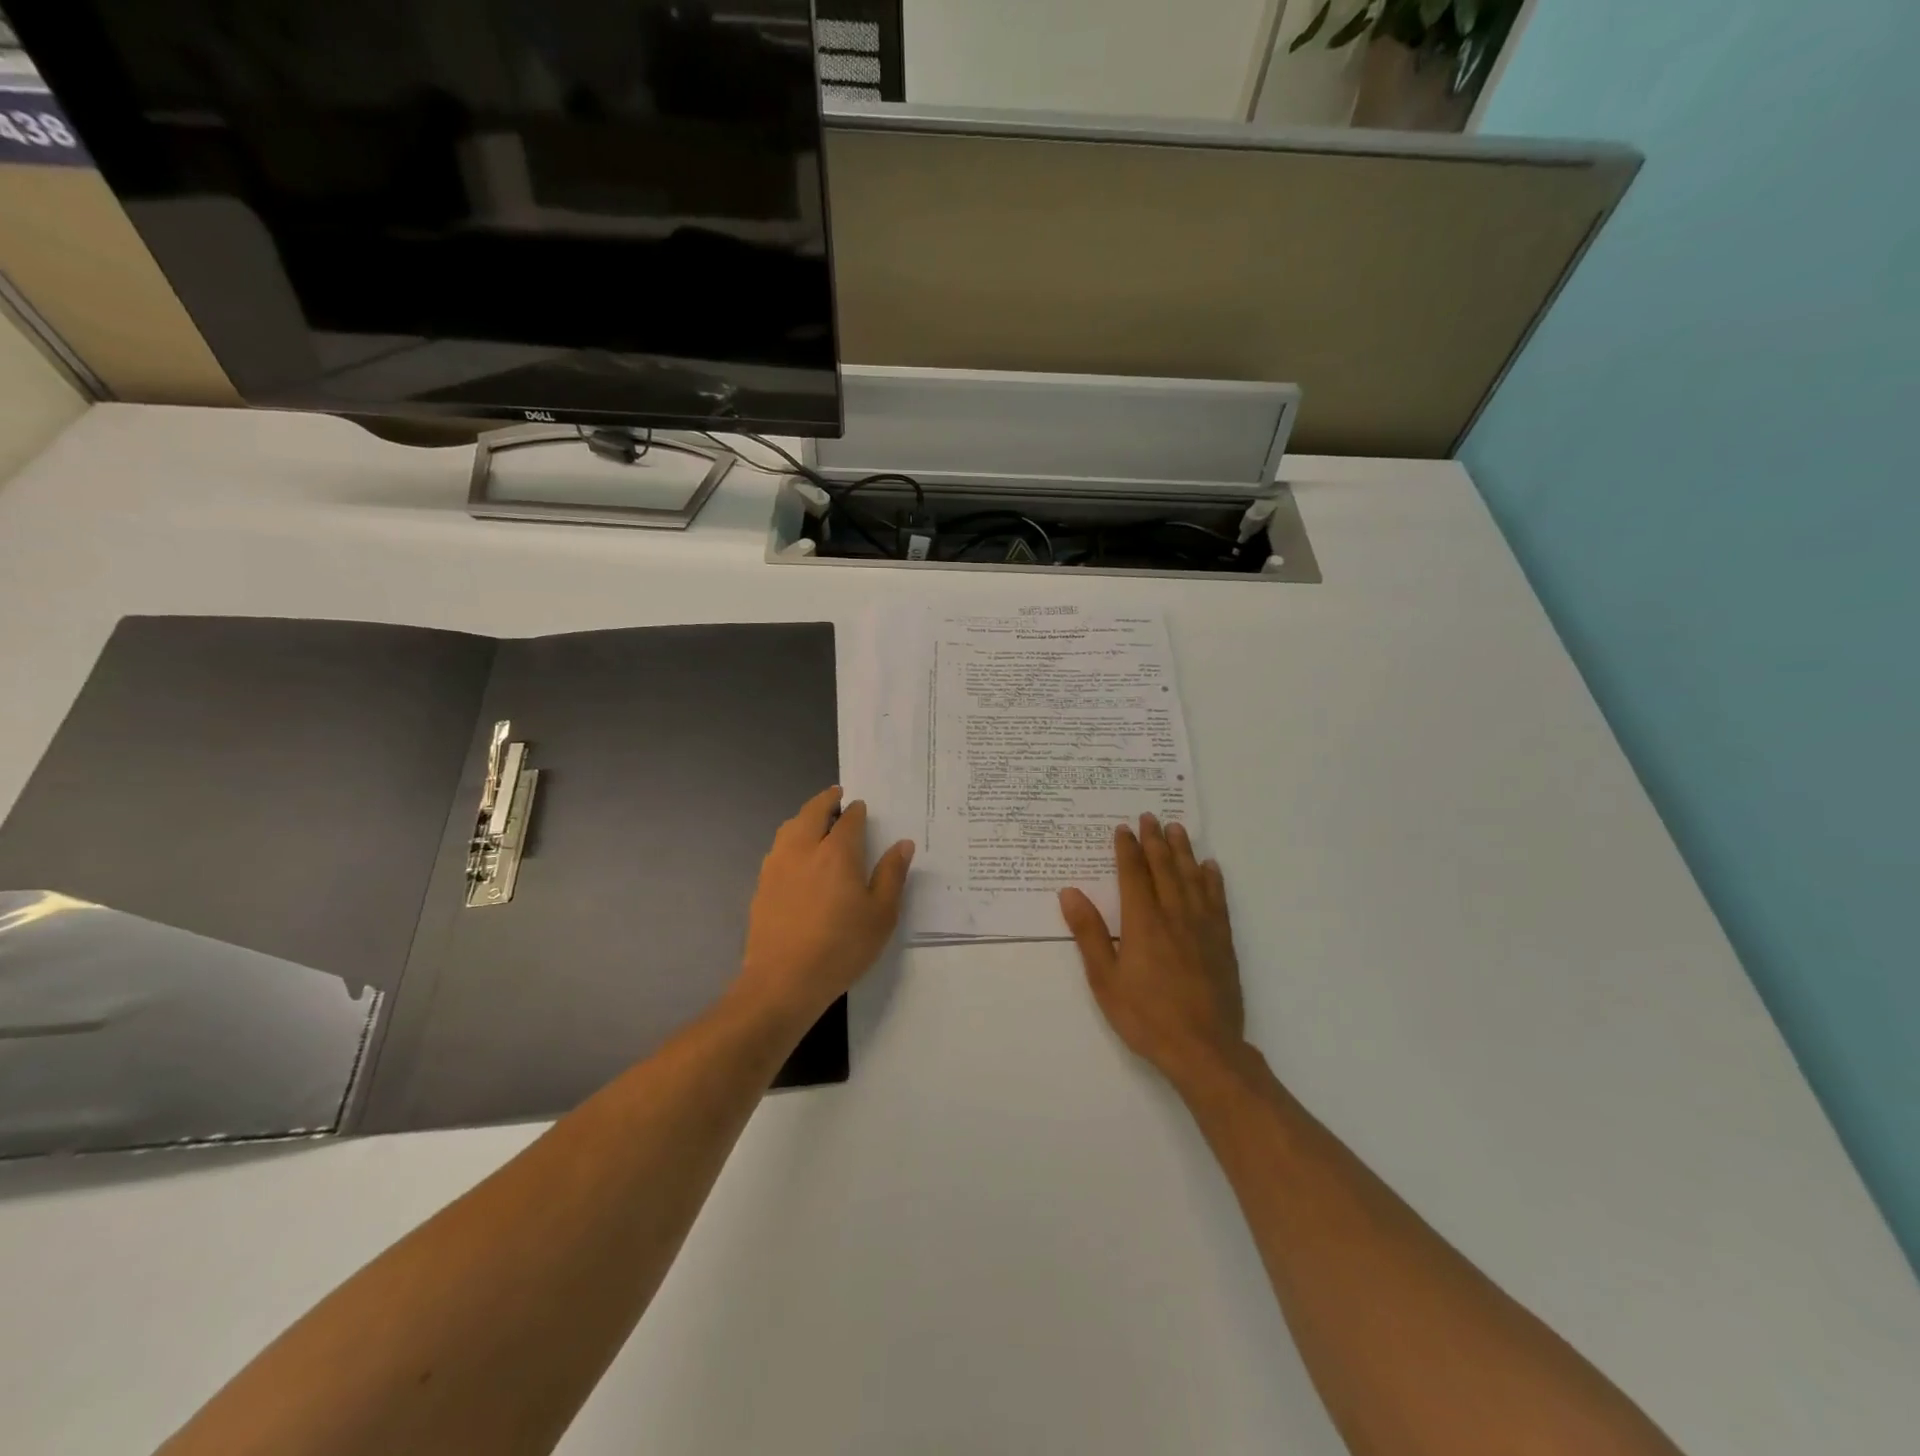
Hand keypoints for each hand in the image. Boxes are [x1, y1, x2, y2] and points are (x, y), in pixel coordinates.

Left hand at [735, 786, 913, 1028]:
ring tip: (816, 821)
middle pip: (812, 812)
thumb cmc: (841, 947)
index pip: (849, 819)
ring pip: (790, 827)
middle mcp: (804, 849)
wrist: (783, 981)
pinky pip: (778, 849)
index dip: (857, 811)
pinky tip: (796, 855)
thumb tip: (902, 844)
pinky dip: (790, 839)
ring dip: (804, 817)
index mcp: (837, 852)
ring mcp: (777, 865)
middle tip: (836, 796)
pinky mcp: (761, 885)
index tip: (861, 808)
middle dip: (826, 800)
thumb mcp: (881, 915)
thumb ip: (891, 875)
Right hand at [1059, 814, 1245, 1088]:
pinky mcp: (1222, 942)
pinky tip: (1210, 868)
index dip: (1127, 849)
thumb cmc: (1146, 1016)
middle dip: (1155, 841)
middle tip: (1150, 817)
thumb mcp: (1105, 979)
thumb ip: (1089, 933)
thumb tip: (1070, 892)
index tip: (1123, 828)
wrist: (1204, 1049)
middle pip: (1164, 869)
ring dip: (1183, 851)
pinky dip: (1212, 880)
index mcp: (1142, 922)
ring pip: (1192, 878)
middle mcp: (1174, 915)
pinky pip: (1217, 900)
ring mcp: (1202, 927)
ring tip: (1177, 829)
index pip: (1133, 875)